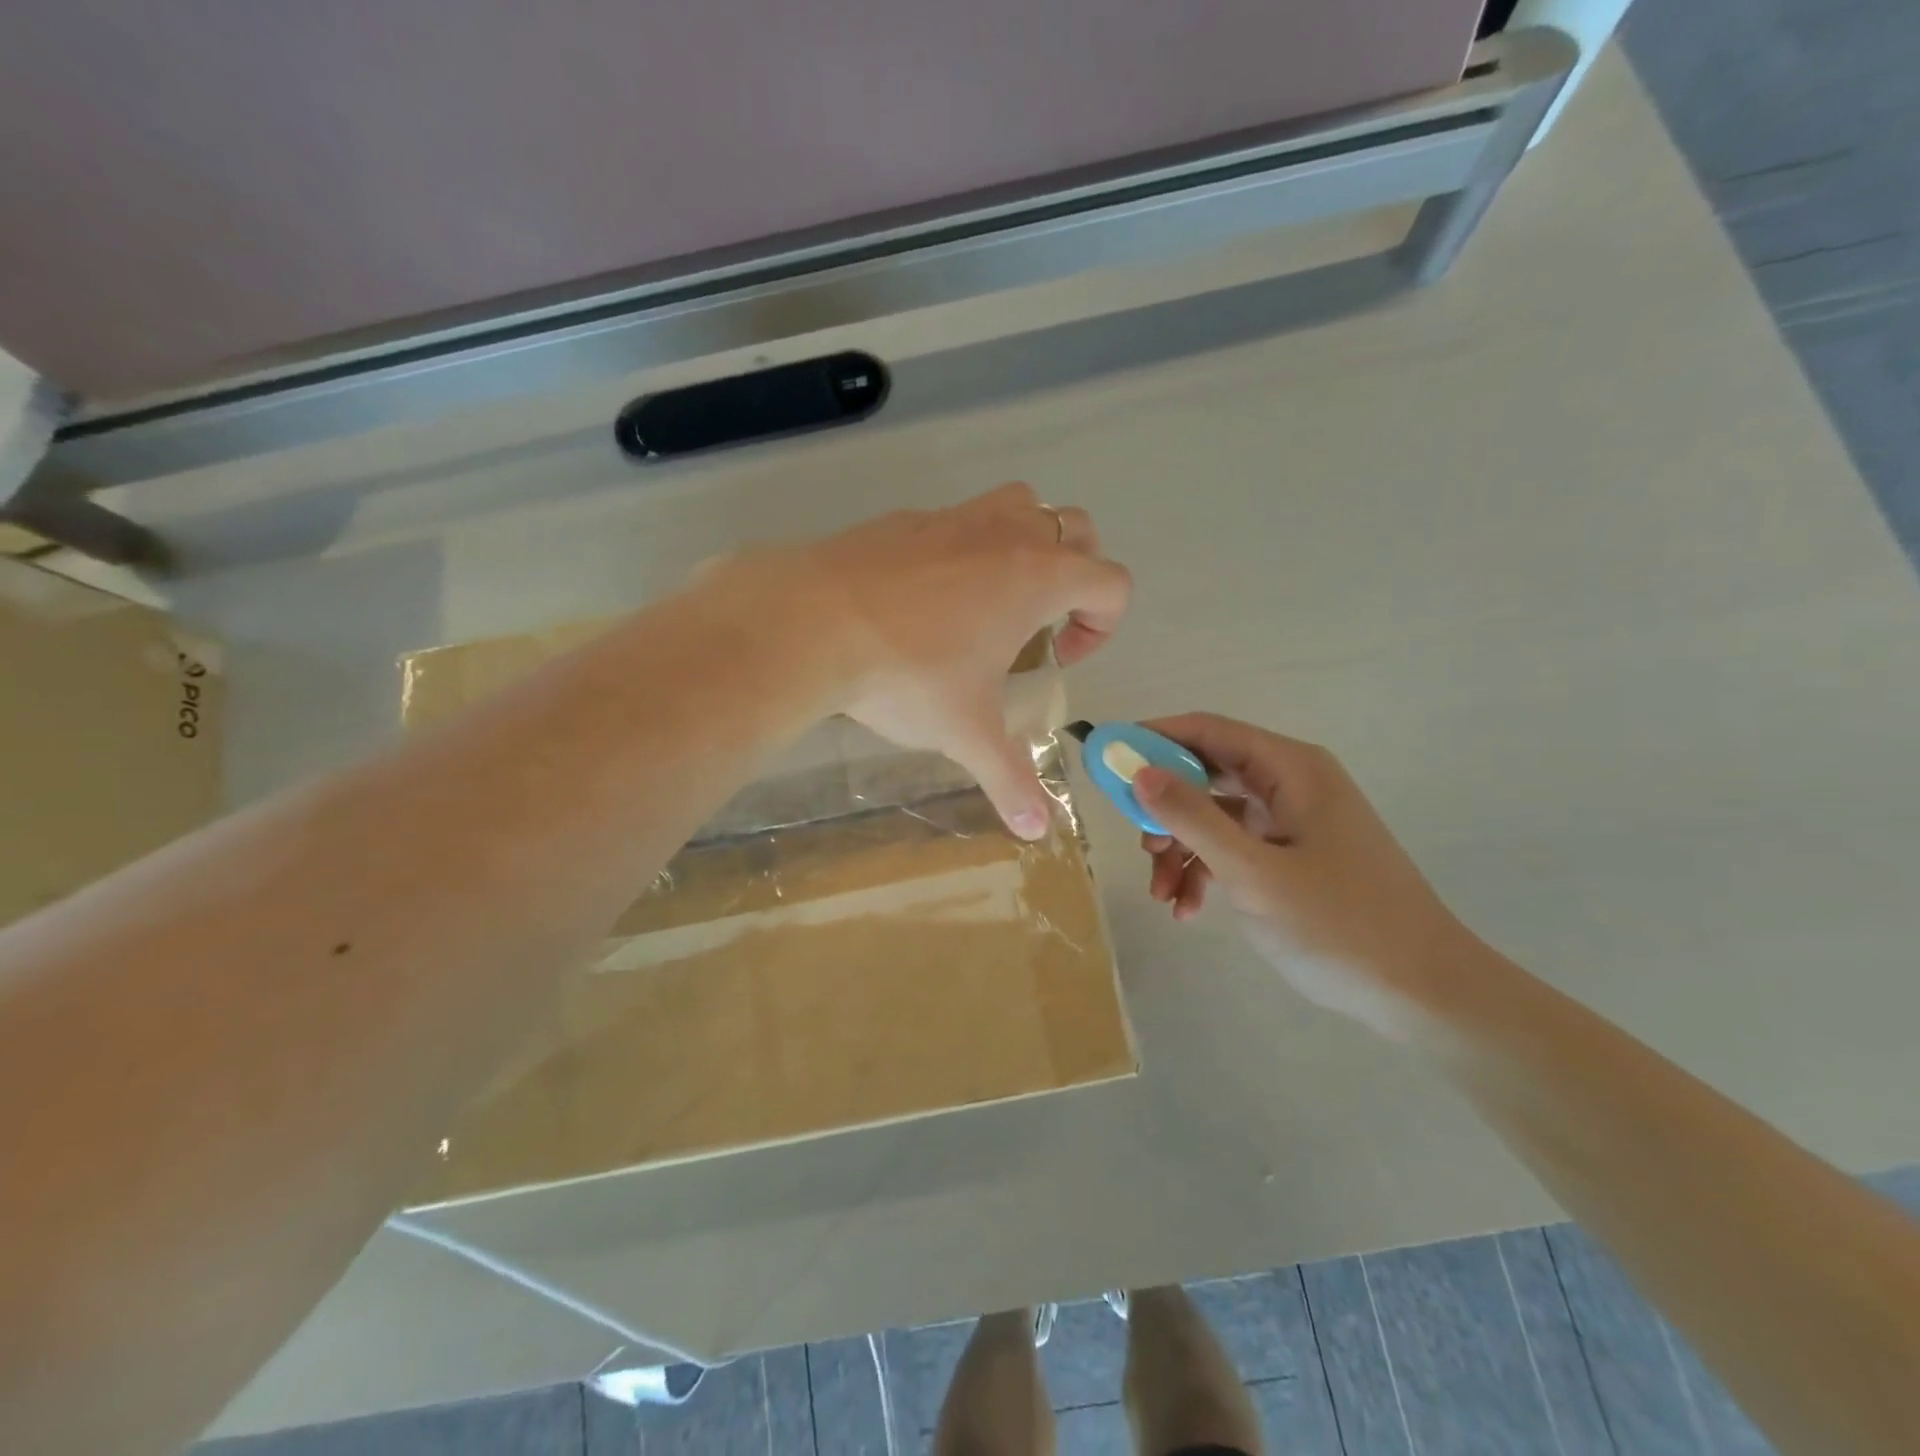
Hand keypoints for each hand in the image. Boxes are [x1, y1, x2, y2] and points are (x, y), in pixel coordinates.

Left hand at [743, 484, 1131, 837]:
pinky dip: (965, 548)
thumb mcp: (967, 732)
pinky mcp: (906, 518)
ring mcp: (954, 517)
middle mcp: (1006, 534)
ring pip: (1020, 505)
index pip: (1111, 583)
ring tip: (994, 600)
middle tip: (1039, 625)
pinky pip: (958, 520)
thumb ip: (1009, 780)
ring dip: (1027, 544)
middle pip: (1077, 530)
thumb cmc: (908, 674)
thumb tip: (1035, 831)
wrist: (809, 622)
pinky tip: (927, 599)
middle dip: (1075, 577)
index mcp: (1038, 577)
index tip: (1058, 660)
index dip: (1102, 626)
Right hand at [1132, 713, 1476, 1036]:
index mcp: (1292, 769)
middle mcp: (1293, 784)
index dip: (1152, 740)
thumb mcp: (1252, 871)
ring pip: (1215, 816)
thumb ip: (1192, 817)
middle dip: (1164, 808)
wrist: (1424, 994)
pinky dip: (1206, 871)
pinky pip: (1235, 848)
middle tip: (1138, 843)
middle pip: (1207, 773)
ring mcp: (1295, 822)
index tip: (1106, 762)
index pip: (1207, 731)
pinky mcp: (1296, 857)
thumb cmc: (1339, 925)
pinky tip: (1187, 908)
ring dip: (1181, 849)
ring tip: (1162, 892)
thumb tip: (1138, 770)